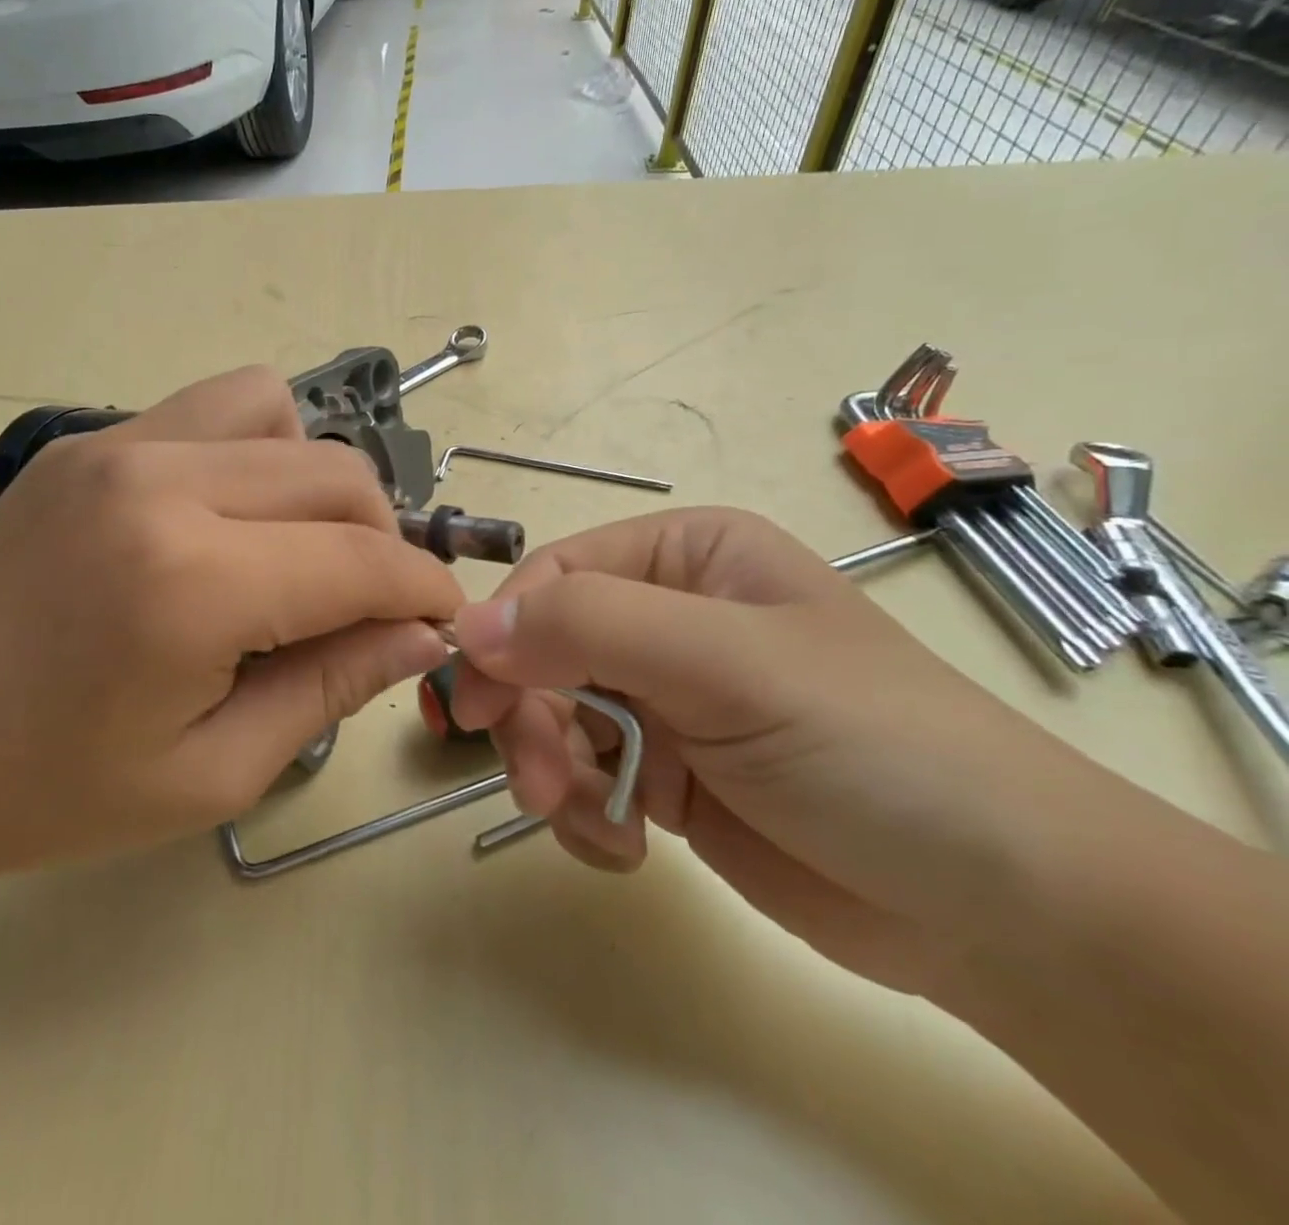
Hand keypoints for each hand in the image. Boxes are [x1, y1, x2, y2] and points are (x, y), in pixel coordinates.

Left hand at [0, 367, 461, 882]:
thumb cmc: (59, 789)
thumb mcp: (217, 768)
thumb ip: (333, 685)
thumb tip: (420, 633)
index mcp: (192, 582)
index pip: (360, 560)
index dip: (423, 590)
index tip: (444, 619)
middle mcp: (159, 484)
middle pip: (334, 474)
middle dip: (382, 538)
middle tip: (369, 603)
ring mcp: (115, 445)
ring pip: (277, 412)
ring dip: (315, 481)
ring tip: (293, 550)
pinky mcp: (86, 440)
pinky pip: (210, 411)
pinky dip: (252, 453)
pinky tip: (226, 522)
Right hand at [450, 507, 1073, 994]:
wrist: (1001, 912)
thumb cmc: (868, 746)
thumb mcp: (725, 664)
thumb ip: (589, 629)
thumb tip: (466, 626)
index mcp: (685, 557)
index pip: (554, 577)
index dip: (505, 633)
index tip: (478, 703)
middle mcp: (667, 619)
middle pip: (543, 652)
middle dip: (532, 719)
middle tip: (537, 785)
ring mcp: (664, 701)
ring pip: (553, 718)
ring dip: (555, 773)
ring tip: (594, 825)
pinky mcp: (666, 776)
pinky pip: (582, 777)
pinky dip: (585, 813)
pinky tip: (629, 846)